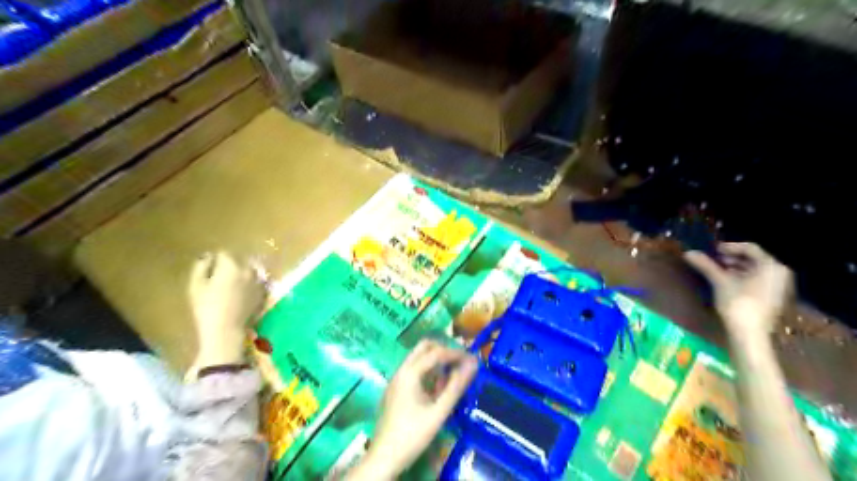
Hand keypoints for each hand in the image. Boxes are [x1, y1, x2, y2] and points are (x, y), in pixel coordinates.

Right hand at [189, 252, 266, 375]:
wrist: (226, 330)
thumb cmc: (206, 308)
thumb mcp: (196, 285)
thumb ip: (201, 267)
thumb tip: (208, 257)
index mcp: (231, 266)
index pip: (223, 254)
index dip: (215, 261)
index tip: (210, 271)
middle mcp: (249, 270)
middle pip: (239, 261)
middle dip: (230, 266)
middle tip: (220, 280)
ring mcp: (259, 281)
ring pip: (249, 270)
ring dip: (241, 274)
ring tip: (231, 287)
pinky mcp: (263, 292)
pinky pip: (256, 282)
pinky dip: (250, 284)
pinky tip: (241, 295)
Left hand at [351, 341, 478, 479]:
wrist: (385, 457)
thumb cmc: (413, 434)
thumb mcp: (439, 411)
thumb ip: (456, 386)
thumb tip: (473, 365)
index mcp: (410, 373)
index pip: (436, 352)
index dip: (456, 353)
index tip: (473, 359)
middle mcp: (401, 370)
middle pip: (424, 348)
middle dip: (444, 351)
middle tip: (461, 362)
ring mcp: (397, 378)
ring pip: (418, 358)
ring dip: (436, 361)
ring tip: (453, 375)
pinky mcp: (396, 388)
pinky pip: (414, 370)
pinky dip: (428, 371)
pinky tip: (438, 388)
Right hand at [687, 245, 793, 334]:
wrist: (750, 333)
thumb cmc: (738, 303)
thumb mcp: (720, 281)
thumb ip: (705, 265)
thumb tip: (688, 253)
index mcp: (771, 266)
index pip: (750, 248)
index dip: (729, 247)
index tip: (713, 250)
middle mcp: (779, 273)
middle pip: (753, 258)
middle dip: (732, 258)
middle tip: (713, 260)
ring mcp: (778, 286)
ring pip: (755, 270)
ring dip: (735, 268)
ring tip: (717, 271)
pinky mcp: (773, 296)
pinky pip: (758, 280)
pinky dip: (742, 277)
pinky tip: (727, 282)